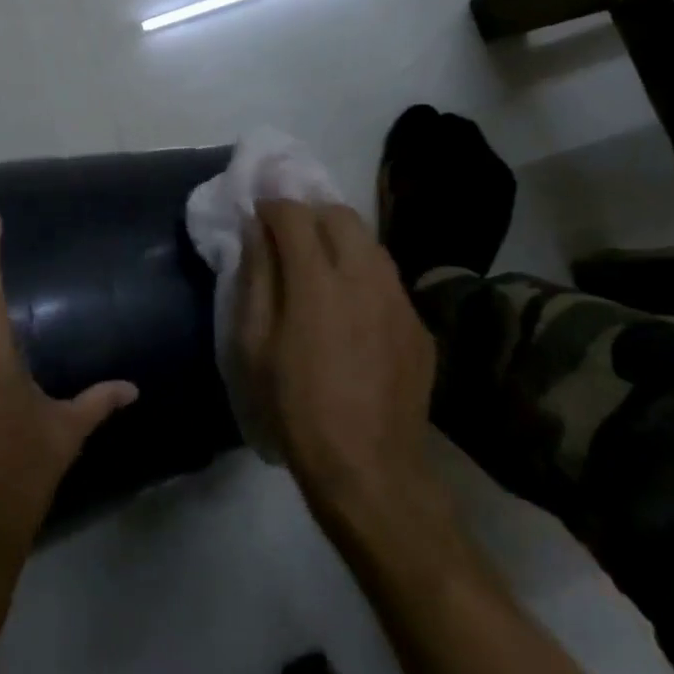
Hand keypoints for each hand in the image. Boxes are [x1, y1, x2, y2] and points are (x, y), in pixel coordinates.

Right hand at [237, 200, 436, 507]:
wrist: (368, 467)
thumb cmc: (294, 406)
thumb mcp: (254, 344)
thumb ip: (256, 278)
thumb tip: (255, 232)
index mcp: (317, 282)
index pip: (295, 215)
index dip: (272, 205)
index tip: (257, 213)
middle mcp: (365, 278)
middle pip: (341, 214)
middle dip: (310, 212)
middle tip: (288, 234)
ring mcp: (399, 300)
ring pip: (370, 243)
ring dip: (340, 238)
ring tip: (319, 264)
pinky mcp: (419, 325)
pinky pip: (388, 279)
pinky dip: (363, 274)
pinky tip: (351, 307)